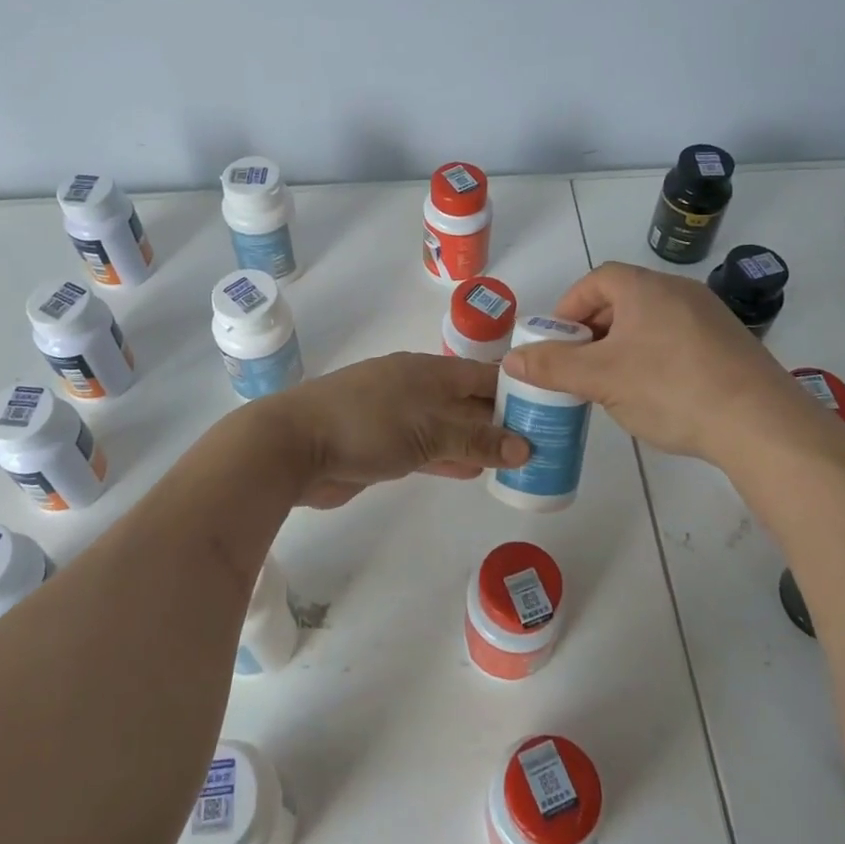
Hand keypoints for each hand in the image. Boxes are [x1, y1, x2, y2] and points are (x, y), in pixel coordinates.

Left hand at [261, 352, 531, 508]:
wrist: (296, 446)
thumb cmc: (367, 425)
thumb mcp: (430, 429)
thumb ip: (477, 438)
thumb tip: (526, 446)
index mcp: (429, 370)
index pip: (485, 375)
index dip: (517, 390)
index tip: (549, 411)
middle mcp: (417, 388)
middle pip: (469, 401)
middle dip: (502, 420)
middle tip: (542, 442)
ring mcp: (397, 416)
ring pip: (449, 427)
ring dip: (478, 443)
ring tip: (517, 461)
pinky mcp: (382, 445)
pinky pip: (428, 449)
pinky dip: (451, 459)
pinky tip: (474, 473)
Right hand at [503, 262, 818, 461]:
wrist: (761, 424)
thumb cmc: (670, 388)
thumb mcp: (600, 379)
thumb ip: (552, 366)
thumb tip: (512, 359)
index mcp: (645, 288)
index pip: (596, 280)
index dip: (569, 308)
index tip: (558, 343)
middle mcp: (679, 291)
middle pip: (622, 300)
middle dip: (593, 331)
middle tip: (580, 367)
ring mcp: (709, 316)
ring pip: (649, 322)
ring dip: (622, 346)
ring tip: (613, 384)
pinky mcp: (729, 344)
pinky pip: (677, 340)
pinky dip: (654, 357)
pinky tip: (655, 394)